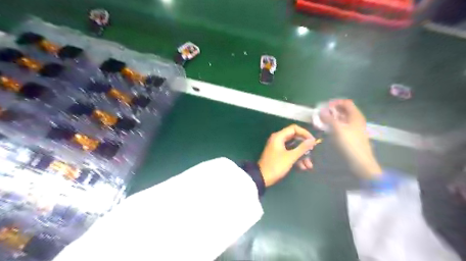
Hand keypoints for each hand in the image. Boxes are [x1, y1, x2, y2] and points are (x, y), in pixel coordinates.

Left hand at [256, 123, 313, 185]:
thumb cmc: (276, 165)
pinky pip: (290, 153)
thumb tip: (312, 140)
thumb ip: (302, 148)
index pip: (294, 128)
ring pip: (293, 147)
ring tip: (309, 165)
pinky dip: (296, 159)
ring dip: (302, 155)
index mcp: (279, 136)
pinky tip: (303, 167)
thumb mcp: (290, 157)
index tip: (313, 141)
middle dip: (304, 146)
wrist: (262, 178)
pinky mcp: (278, 155)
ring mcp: (278, 147)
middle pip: (295, 138)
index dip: (305, 133)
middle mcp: (278, 139)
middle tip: (312, 152)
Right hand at [321, 99, 381, 178]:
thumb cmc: (350, 143)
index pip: (346, 102)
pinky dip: (334, 125)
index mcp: (355, 115)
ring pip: (342, 118)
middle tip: (321, 114)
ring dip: (332, 118)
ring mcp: (354, 128)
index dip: (335, 103)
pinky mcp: (351, 135)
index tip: (324, 107)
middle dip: (332, 110)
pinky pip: (342, 126)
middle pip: (344, 110)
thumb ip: (329, 118)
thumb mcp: (337, 129)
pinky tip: (327, 129)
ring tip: (321, 121)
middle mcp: (356, 120)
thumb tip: (321, 110)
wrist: (360, 161)